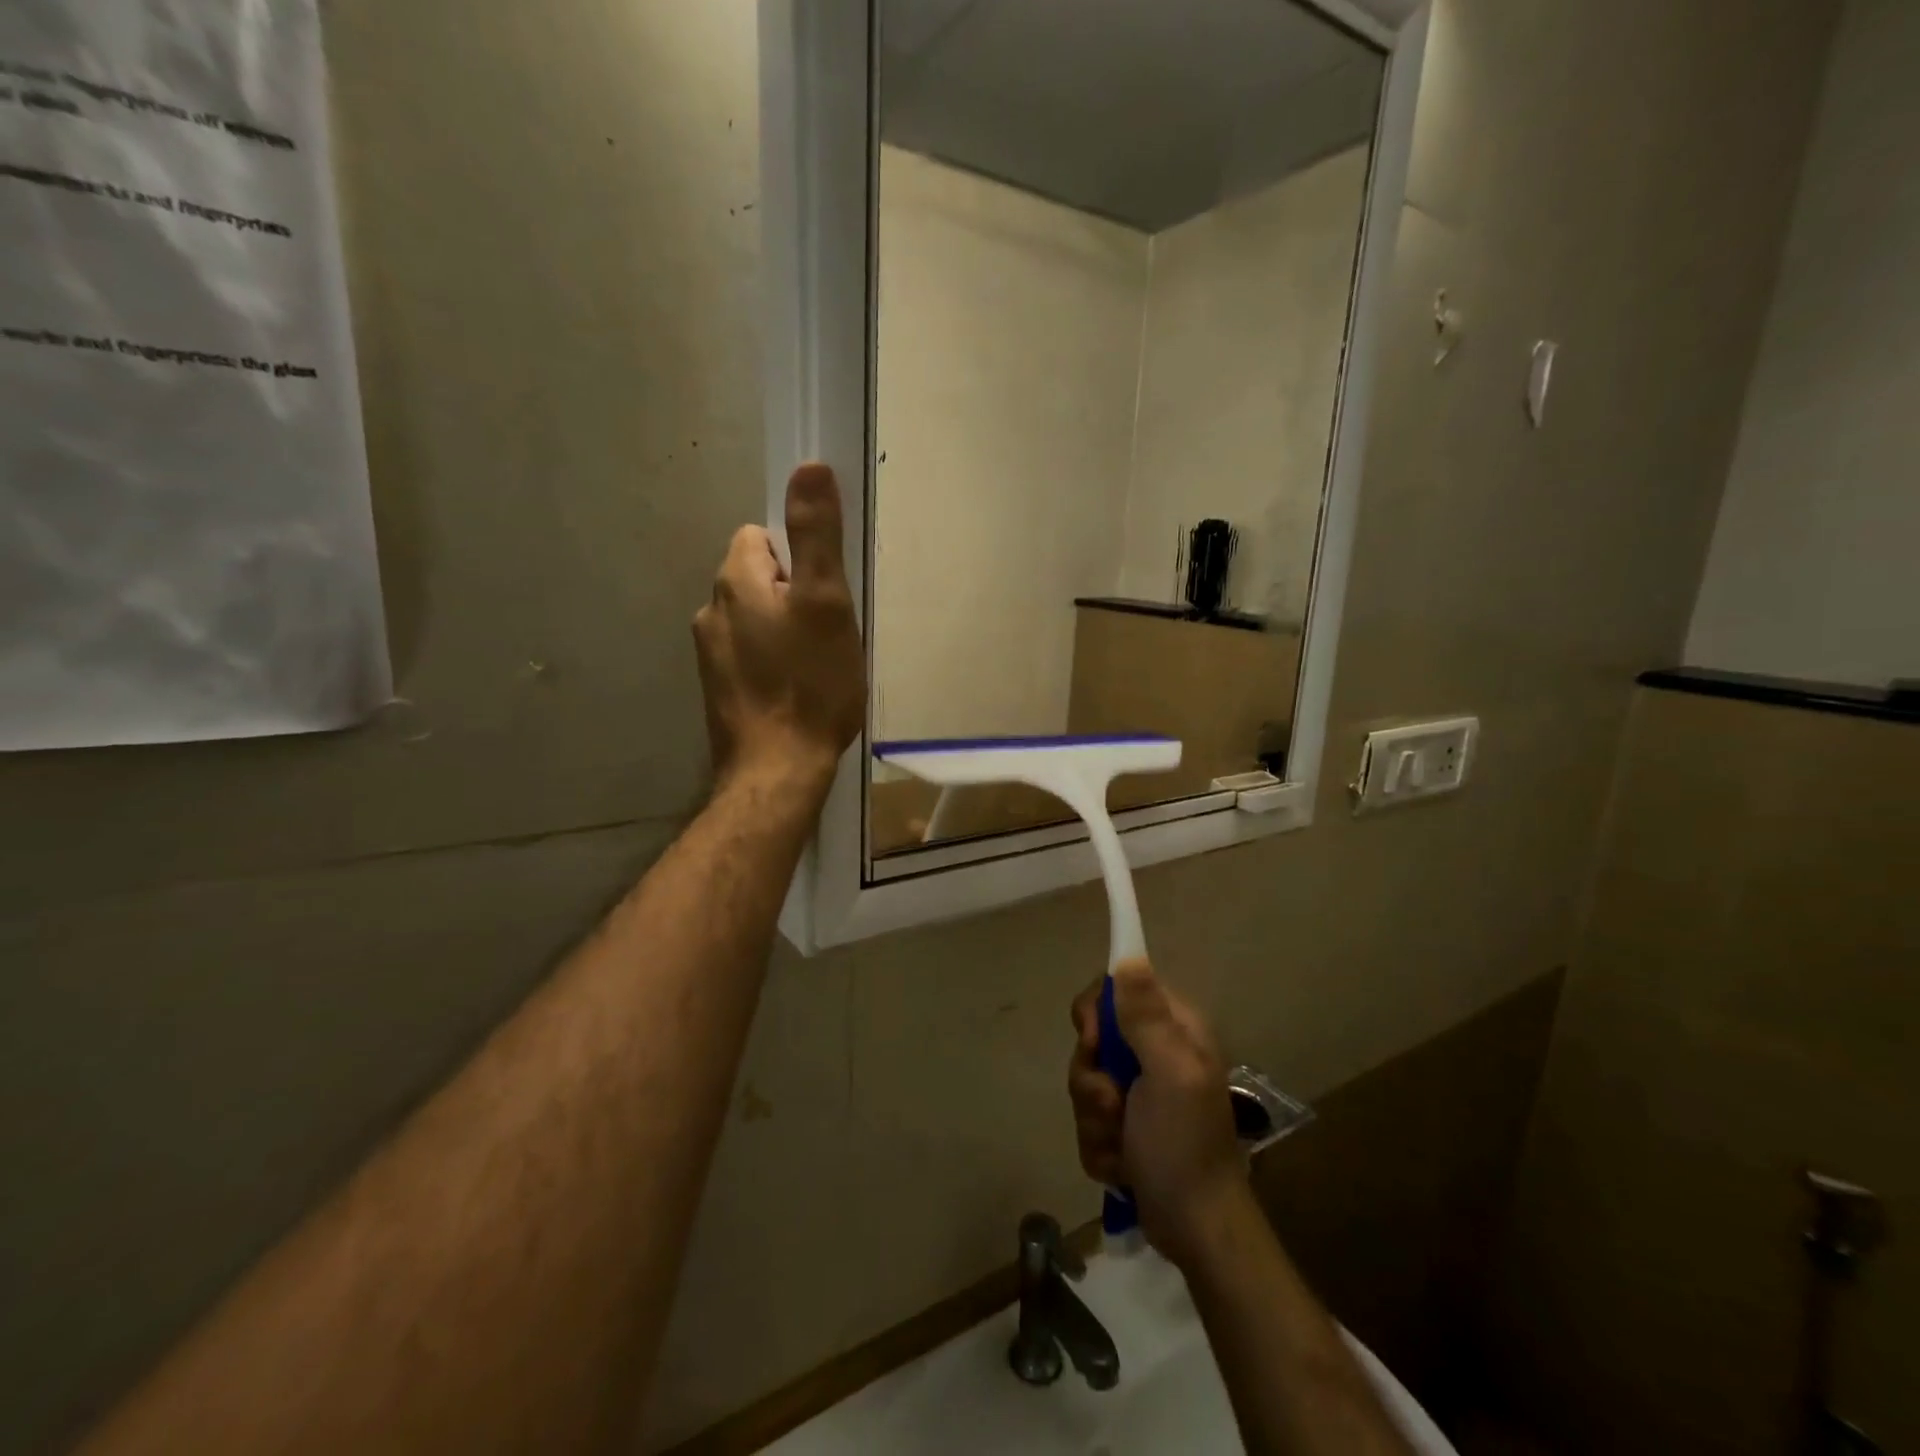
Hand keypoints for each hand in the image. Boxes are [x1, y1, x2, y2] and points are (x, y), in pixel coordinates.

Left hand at [693, 464, 864, 800]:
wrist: (778, 769)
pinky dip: (771, 661)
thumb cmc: (810, 684)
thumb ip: (816, 534)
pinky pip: (749, 654)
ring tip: (815, 665)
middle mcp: (712, 610)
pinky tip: (795, 689)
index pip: (760, 536)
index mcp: (735, 581)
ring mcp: (710, 653)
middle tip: (828, 632)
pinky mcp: (718, 689)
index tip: (824, 592)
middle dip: (792, 594)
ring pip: (754, 619)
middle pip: (757, 578)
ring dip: (782, 629)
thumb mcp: (826, 603)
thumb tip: (809, 465)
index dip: (798, 557)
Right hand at [1068, 959, 1246, 1269]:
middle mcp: (1155, 1052)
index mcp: (1172, 1029)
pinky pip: (1089, 1119)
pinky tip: (1122, 1166)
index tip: (1093, 1040)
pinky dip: (1100, 1145)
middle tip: (1114, 1104)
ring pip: (1086, 1081)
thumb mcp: (1168, 1072)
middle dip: (1093, 1079)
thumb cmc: (1185, 1144)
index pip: (1117, 989)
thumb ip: (1145, 1015)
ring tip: (1122, 1145)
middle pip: (1093, 1039)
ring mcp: (1138, 1092)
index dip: (1096, 1012)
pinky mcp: (1125, 1126)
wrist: (1197, 1229)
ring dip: (1095, 1118)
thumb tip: (1128, 954)